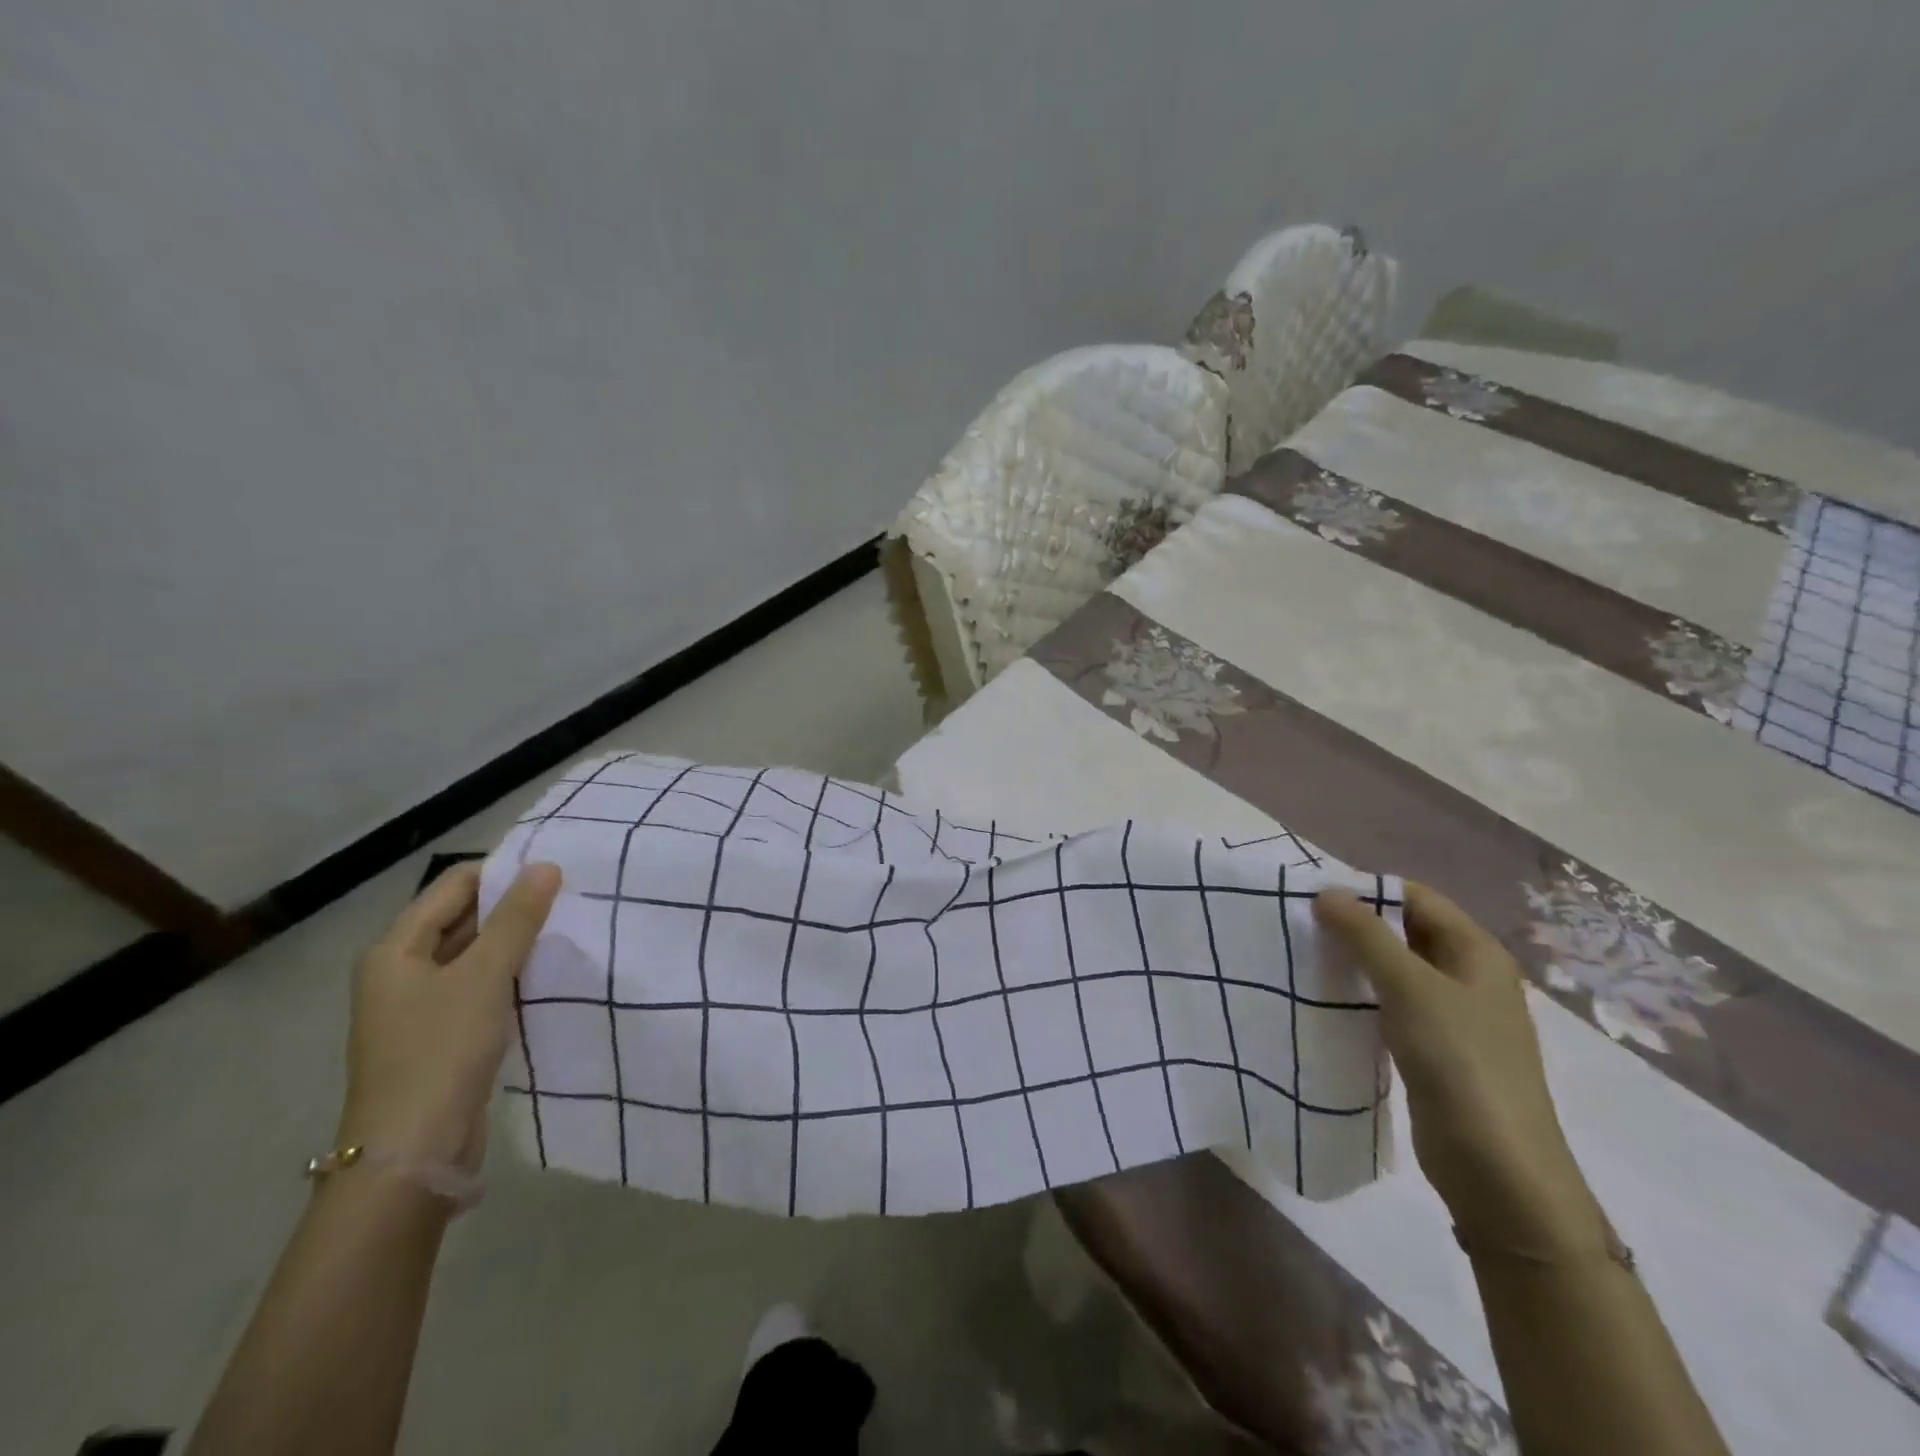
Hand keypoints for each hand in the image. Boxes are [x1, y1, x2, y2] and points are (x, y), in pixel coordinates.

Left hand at [336, 862, 561, 1169]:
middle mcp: (401, 971)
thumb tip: (546, 866)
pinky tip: (547, 972)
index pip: (452, 886)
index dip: (501, 872)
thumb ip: (516, 918)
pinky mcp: (443, 1035)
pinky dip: (511, 974)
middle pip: (461, 918)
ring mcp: (421, 1006)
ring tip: (567, 927)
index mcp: (395, 949)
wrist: (413, 1151)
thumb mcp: (484, 975)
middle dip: (512, 906)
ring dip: (515, 941)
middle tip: (569, 896)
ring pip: (475, 954)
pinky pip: (480, 987)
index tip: (554, 870)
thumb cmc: (441, 1050)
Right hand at [1314, 883, 1606, 1255]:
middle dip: (1357, 924)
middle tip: (1301, 924)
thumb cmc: (1459, 1061)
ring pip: (1395, 969)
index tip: (1314, 896)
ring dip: (1355, 960)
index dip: (1368, 890)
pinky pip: (1391, 1004)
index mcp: (1476, 952)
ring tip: (1305, 955)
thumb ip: (1366, 935)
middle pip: (1405, 931)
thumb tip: (1327, 892)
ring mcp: (1453, 1015)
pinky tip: (1327, 997)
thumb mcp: (1409, 987)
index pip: (1417, 898)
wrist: (1497, 1167)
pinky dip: (1361, 994)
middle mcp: (1468, 976)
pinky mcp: (1434, 1049)